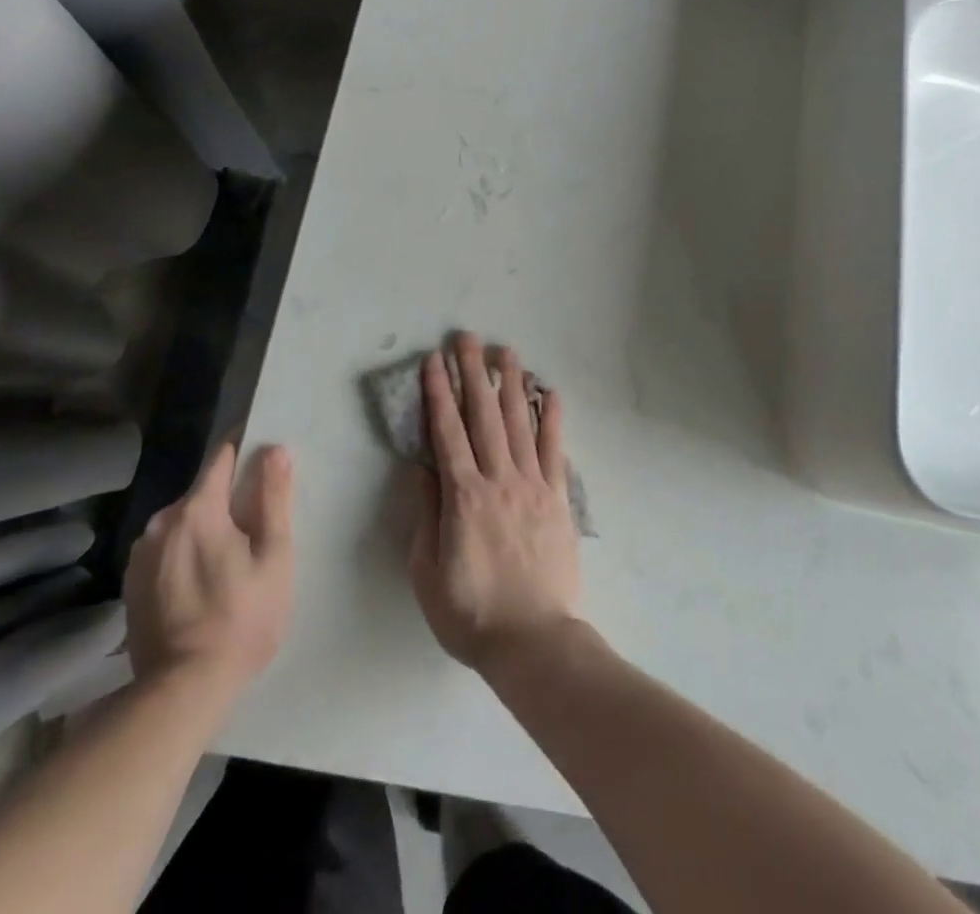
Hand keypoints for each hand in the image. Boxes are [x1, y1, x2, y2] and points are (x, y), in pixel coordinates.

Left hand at [123, 441, 294, 693]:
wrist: (182, 692)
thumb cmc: (241, 618)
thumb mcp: (274, 556)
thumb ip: (274, 498)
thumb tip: (275, 450)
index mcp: (197, 509)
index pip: (221, 456)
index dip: (245, 450)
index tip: (264, 456)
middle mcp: (161, 522)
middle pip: (203, 492)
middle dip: (229, 499)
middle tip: (256, 527)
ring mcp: (141, 555)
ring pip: (183, 523)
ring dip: (205, 529)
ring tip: (229, 561)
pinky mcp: (132, 584)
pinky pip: (166, 550)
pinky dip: (185, 554)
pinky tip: (201, 584)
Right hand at [407, 333, 581, 675]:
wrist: (534, 641)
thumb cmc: (471, 613)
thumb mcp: (428, 573)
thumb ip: (425, 515)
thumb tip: (421, 469)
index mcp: (464, 497)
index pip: (447, 433)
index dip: (438, 394)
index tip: (433, 362)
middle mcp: (499, 479)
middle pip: (483, 416)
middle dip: (472, 373)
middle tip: (466, 338)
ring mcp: (533, 485)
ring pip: (519, 423)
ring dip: (510, 384)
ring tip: (504, 351)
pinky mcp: (558, 498)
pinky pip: (555, 450)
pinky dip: (552, 418)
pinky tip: (549, 392)